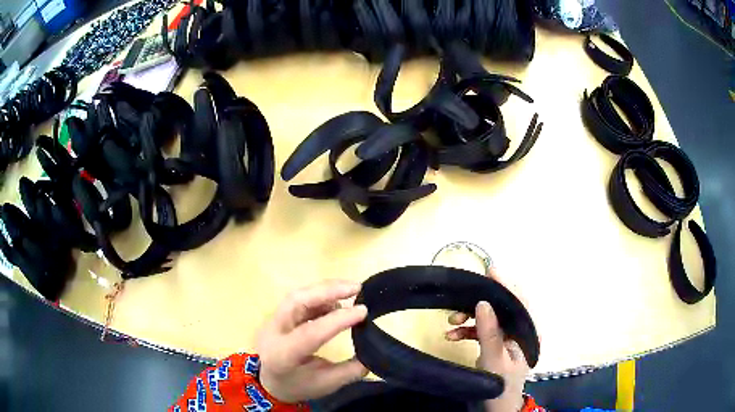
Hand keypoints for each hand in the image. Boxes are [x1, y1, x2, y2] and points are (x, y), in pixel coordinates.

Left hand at [256, 280, 368, 403]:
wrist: (268, 383)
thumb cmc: (298, 385)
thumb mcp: (327, 384)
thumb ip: (352, 370)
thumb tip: (374, 350)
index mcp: (283, 355)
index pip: (310, 332)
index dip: (338, 320)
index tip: (363, 311)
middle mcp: (273, 332)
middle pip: (296, 301)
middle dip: (327, 290)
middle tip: (356, 287)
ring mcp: (272, 320)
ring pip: (297, 295)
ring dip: (325, 290)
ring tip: (350, 291)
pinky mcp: (278, 314)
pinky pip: (299, 299)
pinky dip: (320, 296)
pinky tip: (337, 302)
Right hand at [445, 272, 528, 411]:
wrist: (494, 410)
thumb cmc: (501, 387)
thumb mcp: (495, 361)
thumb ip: (490, 333)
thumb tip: (483, 302)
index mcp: (528, 334)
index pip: (520, 303)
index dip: (506, 286)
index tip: (490, 271)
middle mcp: (519, 332)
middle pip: (502, 309)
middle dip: (481, 303)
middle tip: (460, 301)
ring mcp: (506, 340)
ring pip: (489, 319)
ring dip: (469, 318)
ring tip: (451, 322)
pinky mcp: (494, 346)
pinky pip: (480, 332)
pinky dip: (466, 332)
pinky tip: (451, 335)